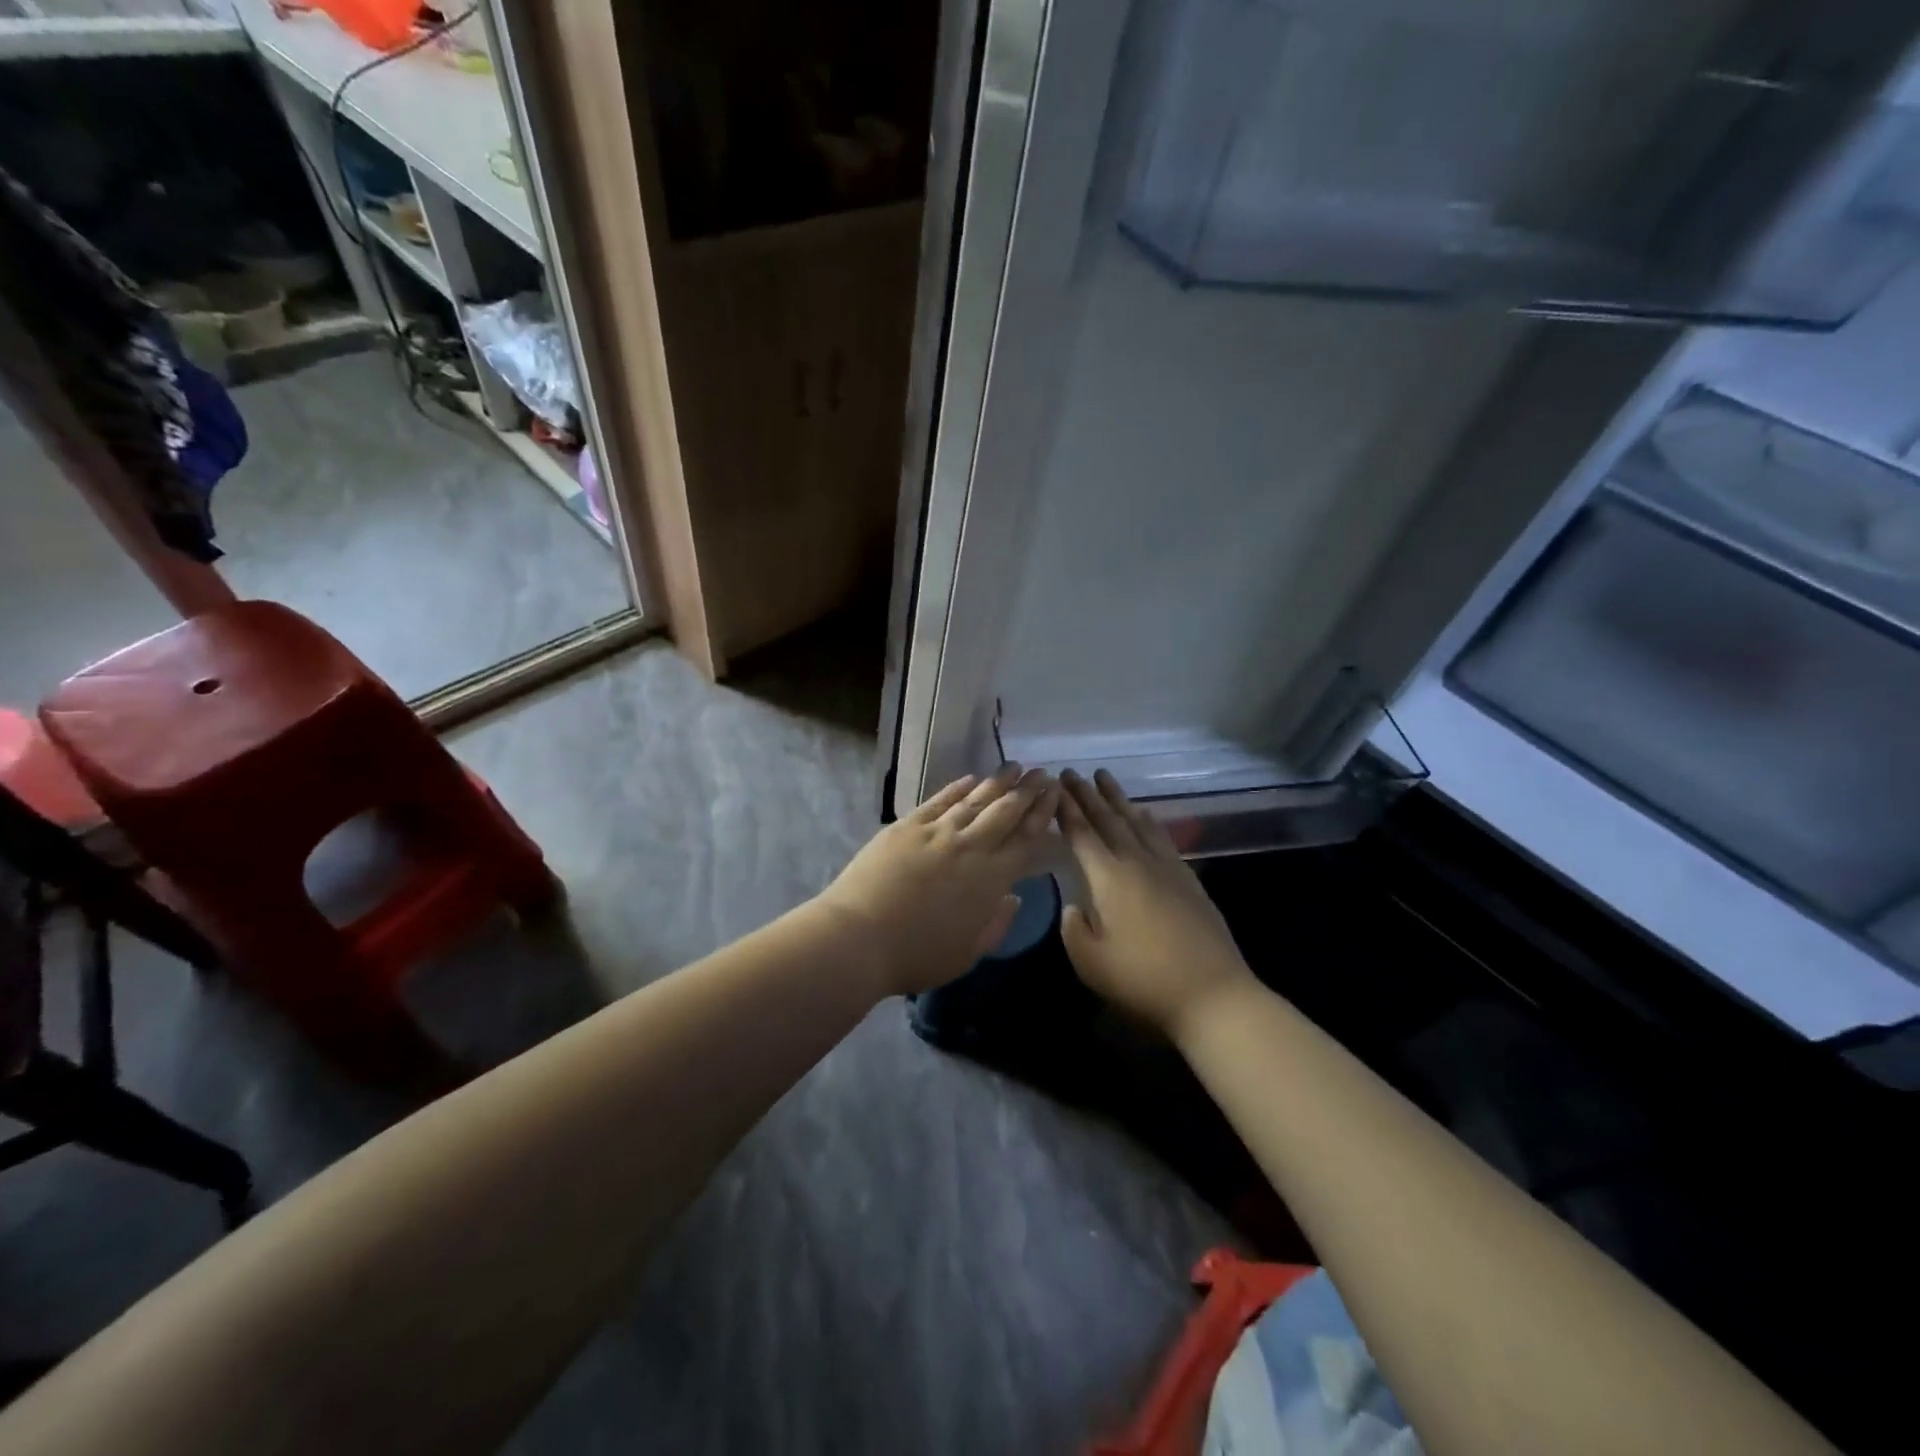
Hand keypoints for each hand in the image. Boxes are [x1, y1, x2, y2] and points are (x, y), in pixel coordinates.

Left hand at [819, 764, 1058, 997]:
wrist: (858, 937)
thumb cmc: (916, 955)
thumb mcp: (967, 954)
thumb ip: (996, 924)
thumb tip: (1013, 897)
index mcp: (991, 879)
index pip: (1026, 838)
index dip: (1043, 814)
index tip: (1055, 794)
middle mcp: (970, 847)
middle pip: (1006, 811)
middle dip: (1028, 790)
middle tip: (1043, 773)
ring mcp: (937, 832)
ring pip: (976, 799)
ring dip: (998, 782)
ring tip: (1015, 767)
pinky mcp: (907, 826)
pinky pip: (940, 800)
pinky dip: (958, 787)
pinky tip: (971, 779)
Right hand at [1055, 769, 1254, 1040]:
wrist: (1213, 994)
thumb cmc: (1143, 980)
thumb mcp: (1090, 963)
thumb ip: (1073, 929)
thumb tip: (1074, 907)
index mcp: (1109, 878)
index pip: (1082, 834)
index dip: (1066, 809)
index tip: (1054, 786)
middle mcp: (1138, 862)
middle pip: (1109, 819)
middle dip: (1087, 795)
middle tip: (1072, 772)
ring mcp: (1167, 868)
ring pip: (1137, 822)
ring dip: (1118, 799)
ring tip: (1105, 778)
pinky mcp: (1189, 880)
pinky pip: (1161, 837)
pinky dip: (1148, 820)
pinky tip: (1145, 814)